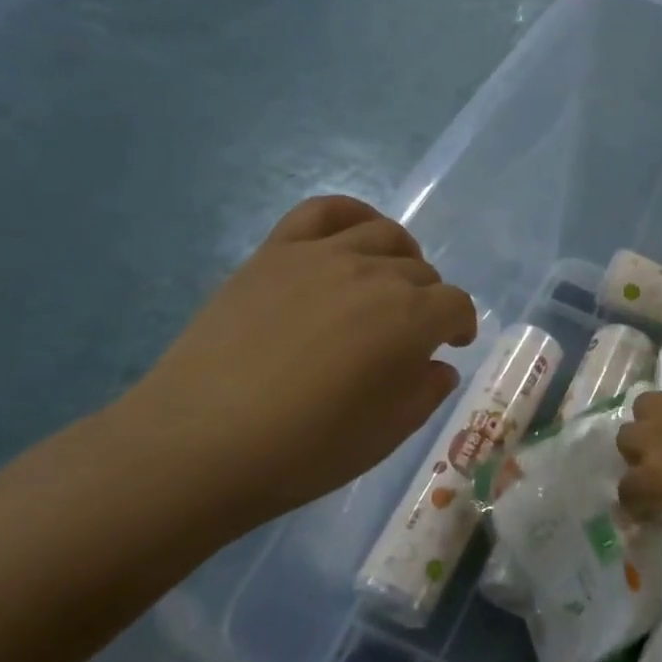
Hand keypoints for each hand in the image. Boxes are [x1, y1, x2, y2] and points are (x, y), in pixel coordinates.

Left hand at [108, 196, 476, 530]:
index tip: (452, 346)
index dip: (461, 325)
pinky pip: (324, 211)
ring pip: (383, 235)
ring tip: (389, 281)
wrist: (200, 444)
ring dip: (401, 257)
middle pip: (421, 271)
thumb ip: (426, 392)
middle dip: (428, 301)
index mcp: (411, 319)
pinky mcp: (275, 252)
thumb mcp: (387, 434)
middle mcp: (375, 275)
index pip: (456, 305)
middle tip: (409, 334)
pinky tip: (354, 236)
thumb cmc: (306, 450)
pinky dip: (352, 215)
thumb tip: (437, 365)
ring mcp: (321, 256)